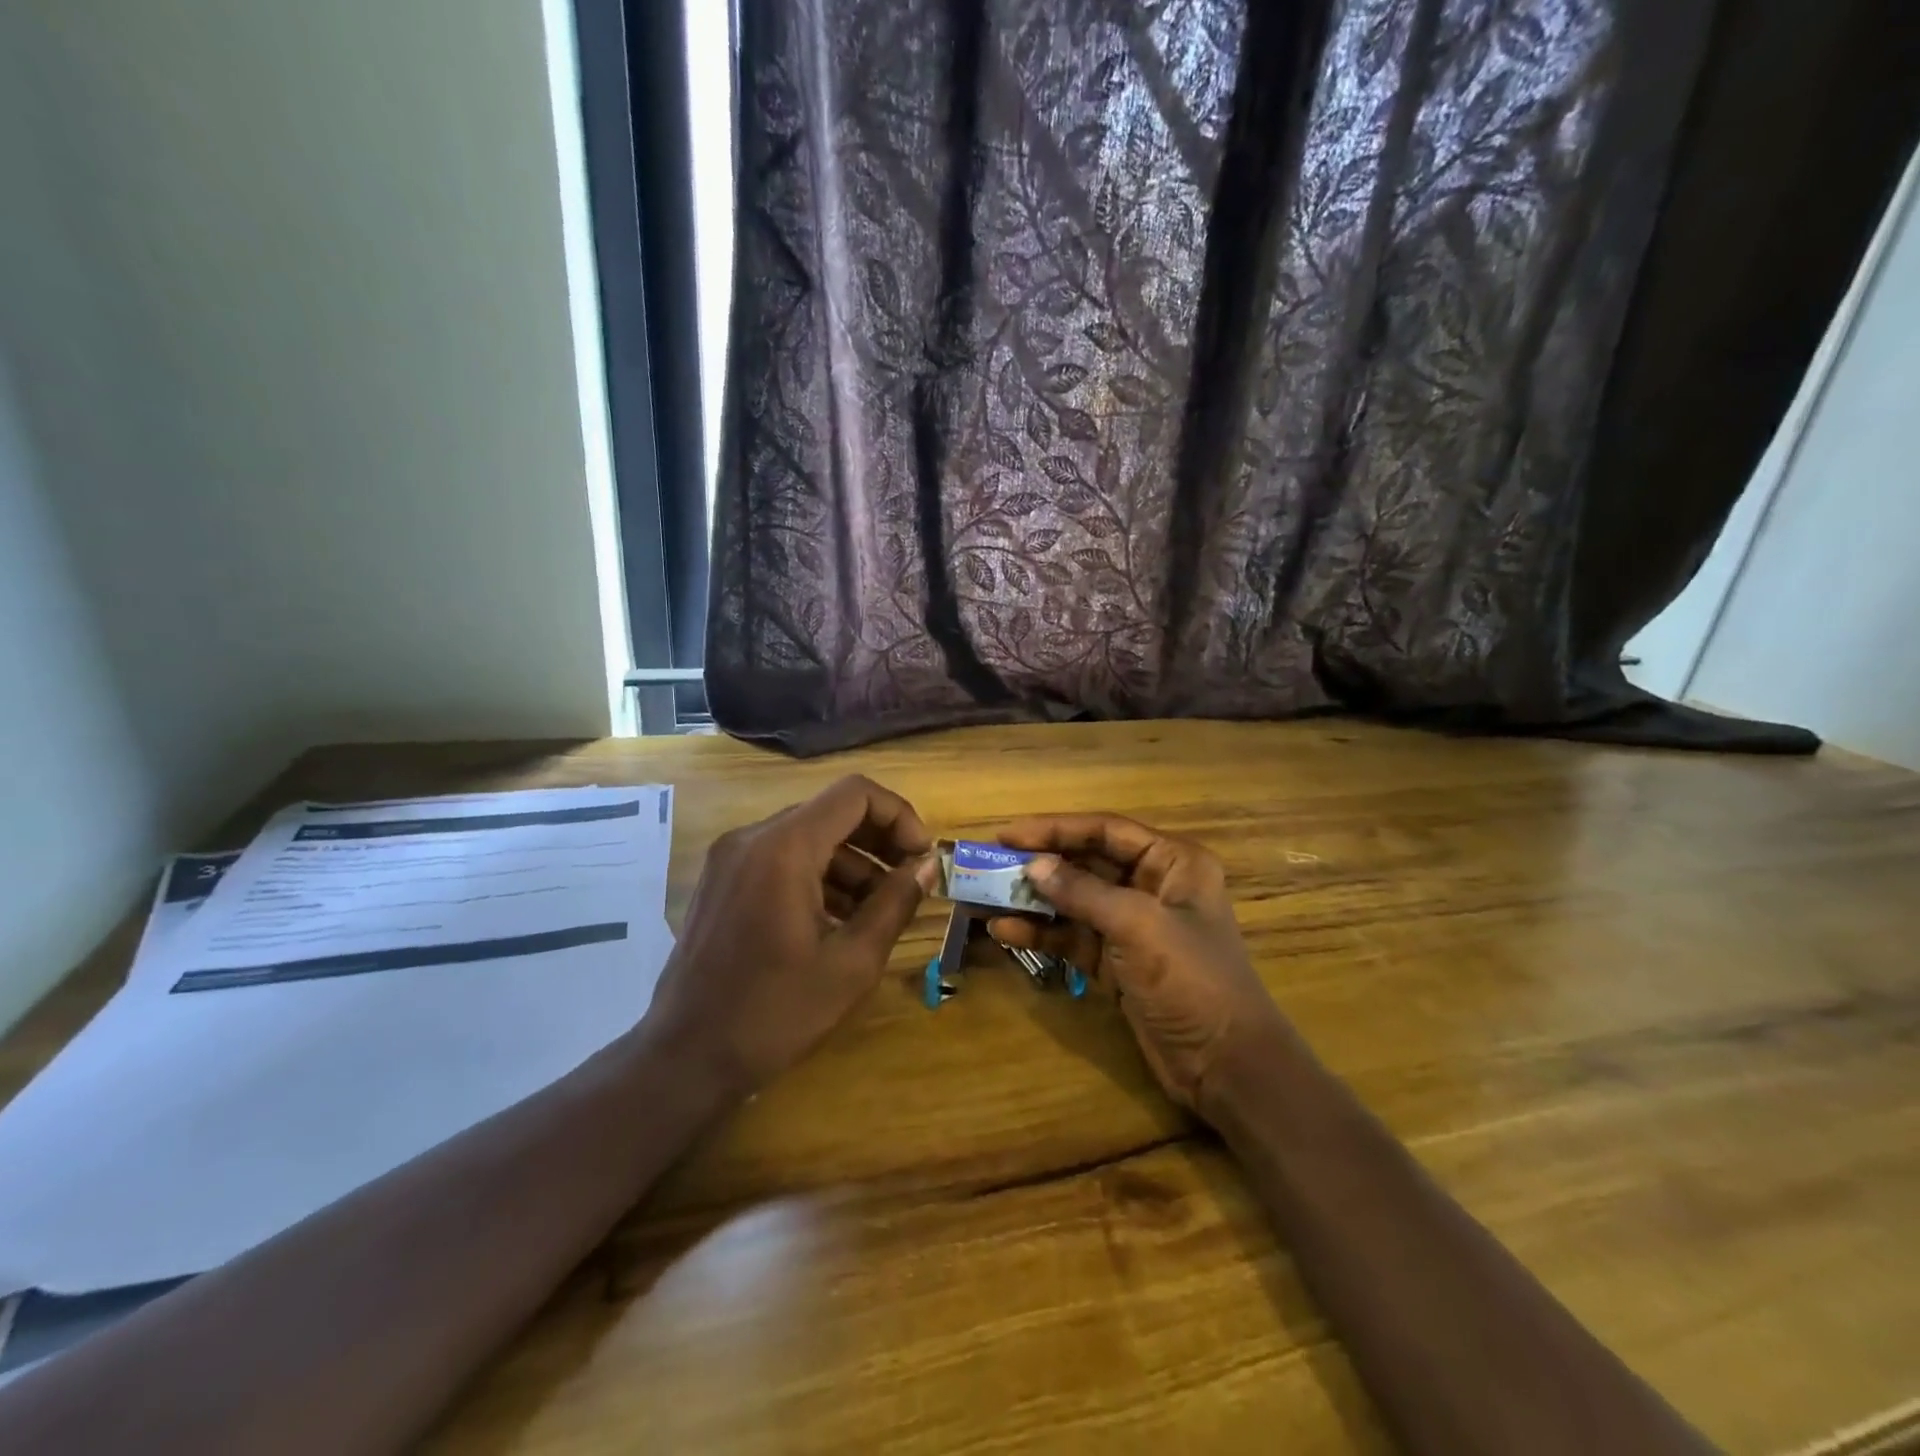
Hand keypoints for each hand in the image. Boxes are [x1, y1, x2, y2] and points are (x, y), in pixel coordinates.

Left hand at [644, 776, 935, 1098]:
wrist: (685, 1058)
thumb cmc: (774, 1013)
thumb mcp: (851, 963)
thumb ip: (895, 903)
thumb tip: (926, 865)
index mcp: (784, 848)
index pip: (855, 794)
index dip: (899, 815)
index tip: (921, 858)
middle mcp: (752, 838)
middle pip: (831, 812)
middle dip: (879, 840)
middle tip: (910, 881)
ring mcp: (731, 858)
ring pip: (808, 836)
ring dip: (852, 862)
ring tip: (881, 909)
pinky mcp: (723, 881)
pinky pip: (782, 859)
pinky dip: (819, 876)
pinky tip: (840, 919)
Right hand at [988, 814, 1290, 1117]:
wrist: (1226, 1066)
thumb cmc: (1192, 980)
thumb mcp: (1138, 926)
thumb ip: (1083, 892)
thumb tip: (1032, 867)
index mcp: (1172, 862)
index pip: (1105, 830)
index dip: (1055, 828)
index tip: (1007, 834)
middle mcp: (1153, 886)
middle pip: (1086, 863)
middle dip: (1040, 865)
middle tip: (990, 864)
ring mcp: (1133, 926)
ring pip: (1074, 902)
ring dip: (1033, 900)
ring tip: (986, 897)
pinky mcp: (1117, 962)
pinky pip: (1073, 937)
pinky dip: (1041, 934)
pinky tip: (1004, 931)